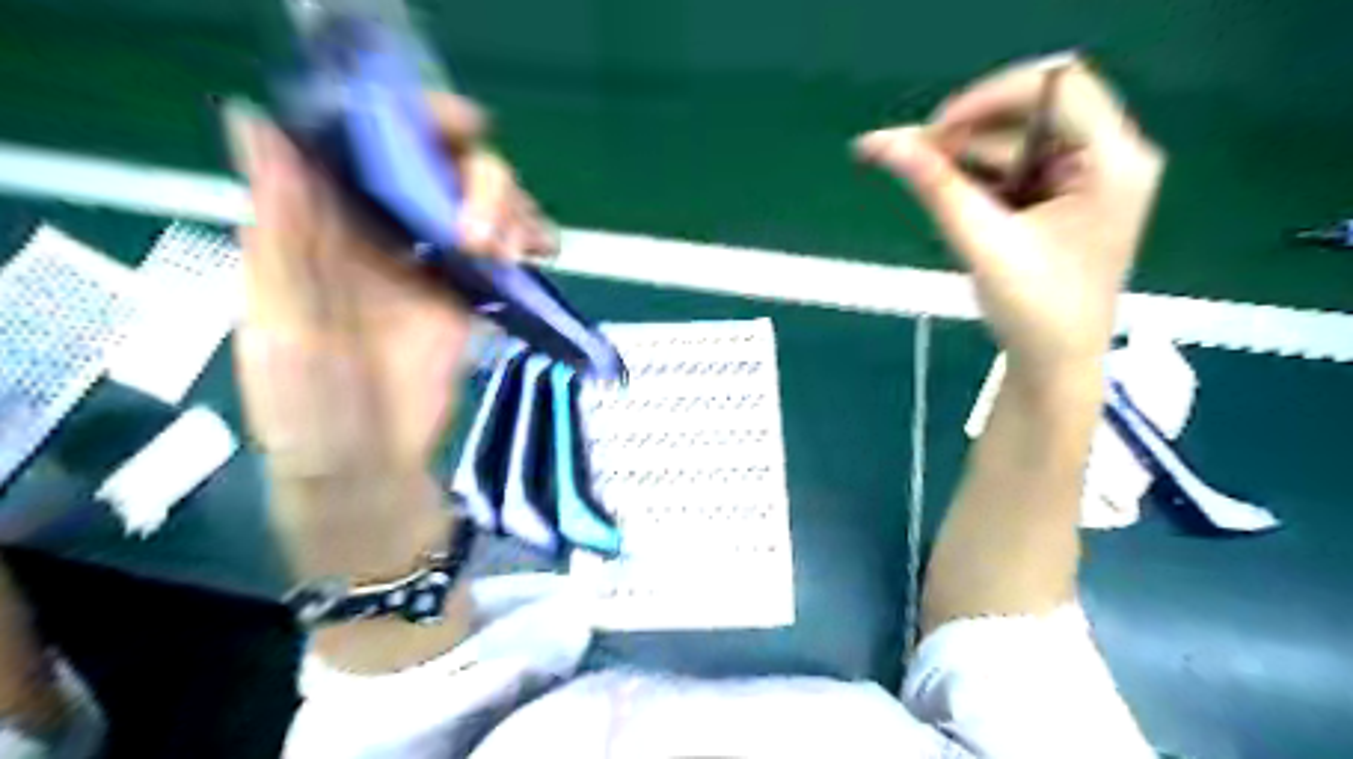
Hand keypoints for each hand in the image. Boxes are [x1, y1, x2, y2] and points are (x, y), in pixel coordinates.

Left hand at [226, 90, 554, 480]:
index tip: (460, 128)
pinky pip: (506, 253)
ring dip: (510, 211)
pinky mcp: (469, 298)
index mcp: (327, 226)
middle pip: (444, 169)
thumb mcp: (278, 323)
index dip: (415, 121)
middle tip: (484, 231)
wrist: (367, 466)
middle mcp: (384, 233)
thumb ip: (279, 235)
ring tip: (513, 250)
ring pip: (483, 206)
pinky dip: (528, 241)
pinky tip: (539, 252)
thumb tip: (257, 126)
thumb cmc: (307, 405)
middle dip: (480, 181)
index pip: (372, 145)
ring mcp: (433, 265)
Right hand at [855, 55, 1162, 383]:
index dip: (987, 98)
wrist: (1056, 364)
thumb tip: (879, 144)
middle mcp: (1110, 155)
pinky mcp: (1066, 195)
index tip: (932, 135)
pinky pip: (1017, 165)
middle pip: (1033, 110)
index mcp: (1112, 161)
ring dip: (968, 159)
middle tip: (915, 162)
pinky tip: (953, 198)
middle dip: (969, 135)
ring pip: (1018, 139)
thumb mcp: (982, 243)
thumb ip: (934, 187)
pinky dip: (979, 177)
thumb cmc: (1033, 311)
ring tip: (925, 183)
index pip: (1054, 85)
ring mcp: (1089, 175)